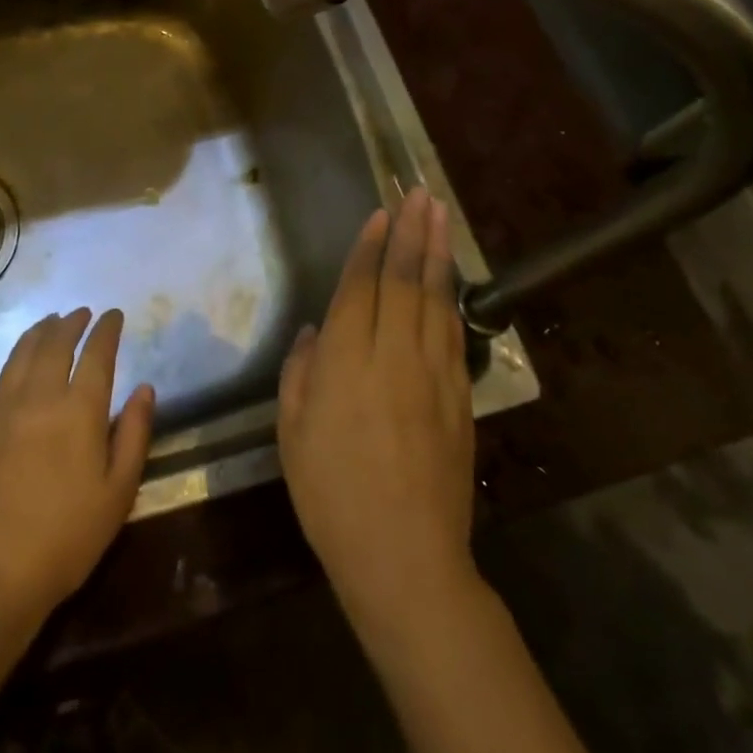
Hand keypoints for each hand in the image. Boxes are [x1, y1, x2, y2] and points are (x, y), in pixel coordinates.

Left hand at [0, 309, 155, 626]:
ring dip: (36, 332)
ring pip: (18, 355)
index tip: (113, 315)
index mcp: (79, 411)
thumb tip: (144, 387)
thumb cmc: (66, 539)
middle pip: (55, 345)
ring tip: (48, 321)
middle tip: (82, 313)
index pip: (97, 355)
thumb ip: (134, 434)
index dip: (107, 330)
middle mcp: (39, 397)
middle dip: (72, 323)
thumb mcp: (118, 493)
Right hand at [278, 189, 475, 621]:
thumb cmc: (331, 496)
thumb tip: (315, 332)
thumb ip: (301, 374)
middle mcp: (393, 356)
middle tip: (420, 194)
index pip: (360, 288)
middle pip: (404, 281)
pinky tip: (451, 279)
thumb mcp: (292, 435)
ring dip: (439, 254)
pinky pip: (453, 334)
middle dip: (411, 233)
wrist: (405, 558)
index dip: (370, 247)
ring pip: (436, 300)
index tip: (381, 213)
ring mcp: (433, 375)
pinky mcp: (459, 398)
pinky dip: (451, 298)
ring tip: (441, 216)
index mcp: (345, 363)